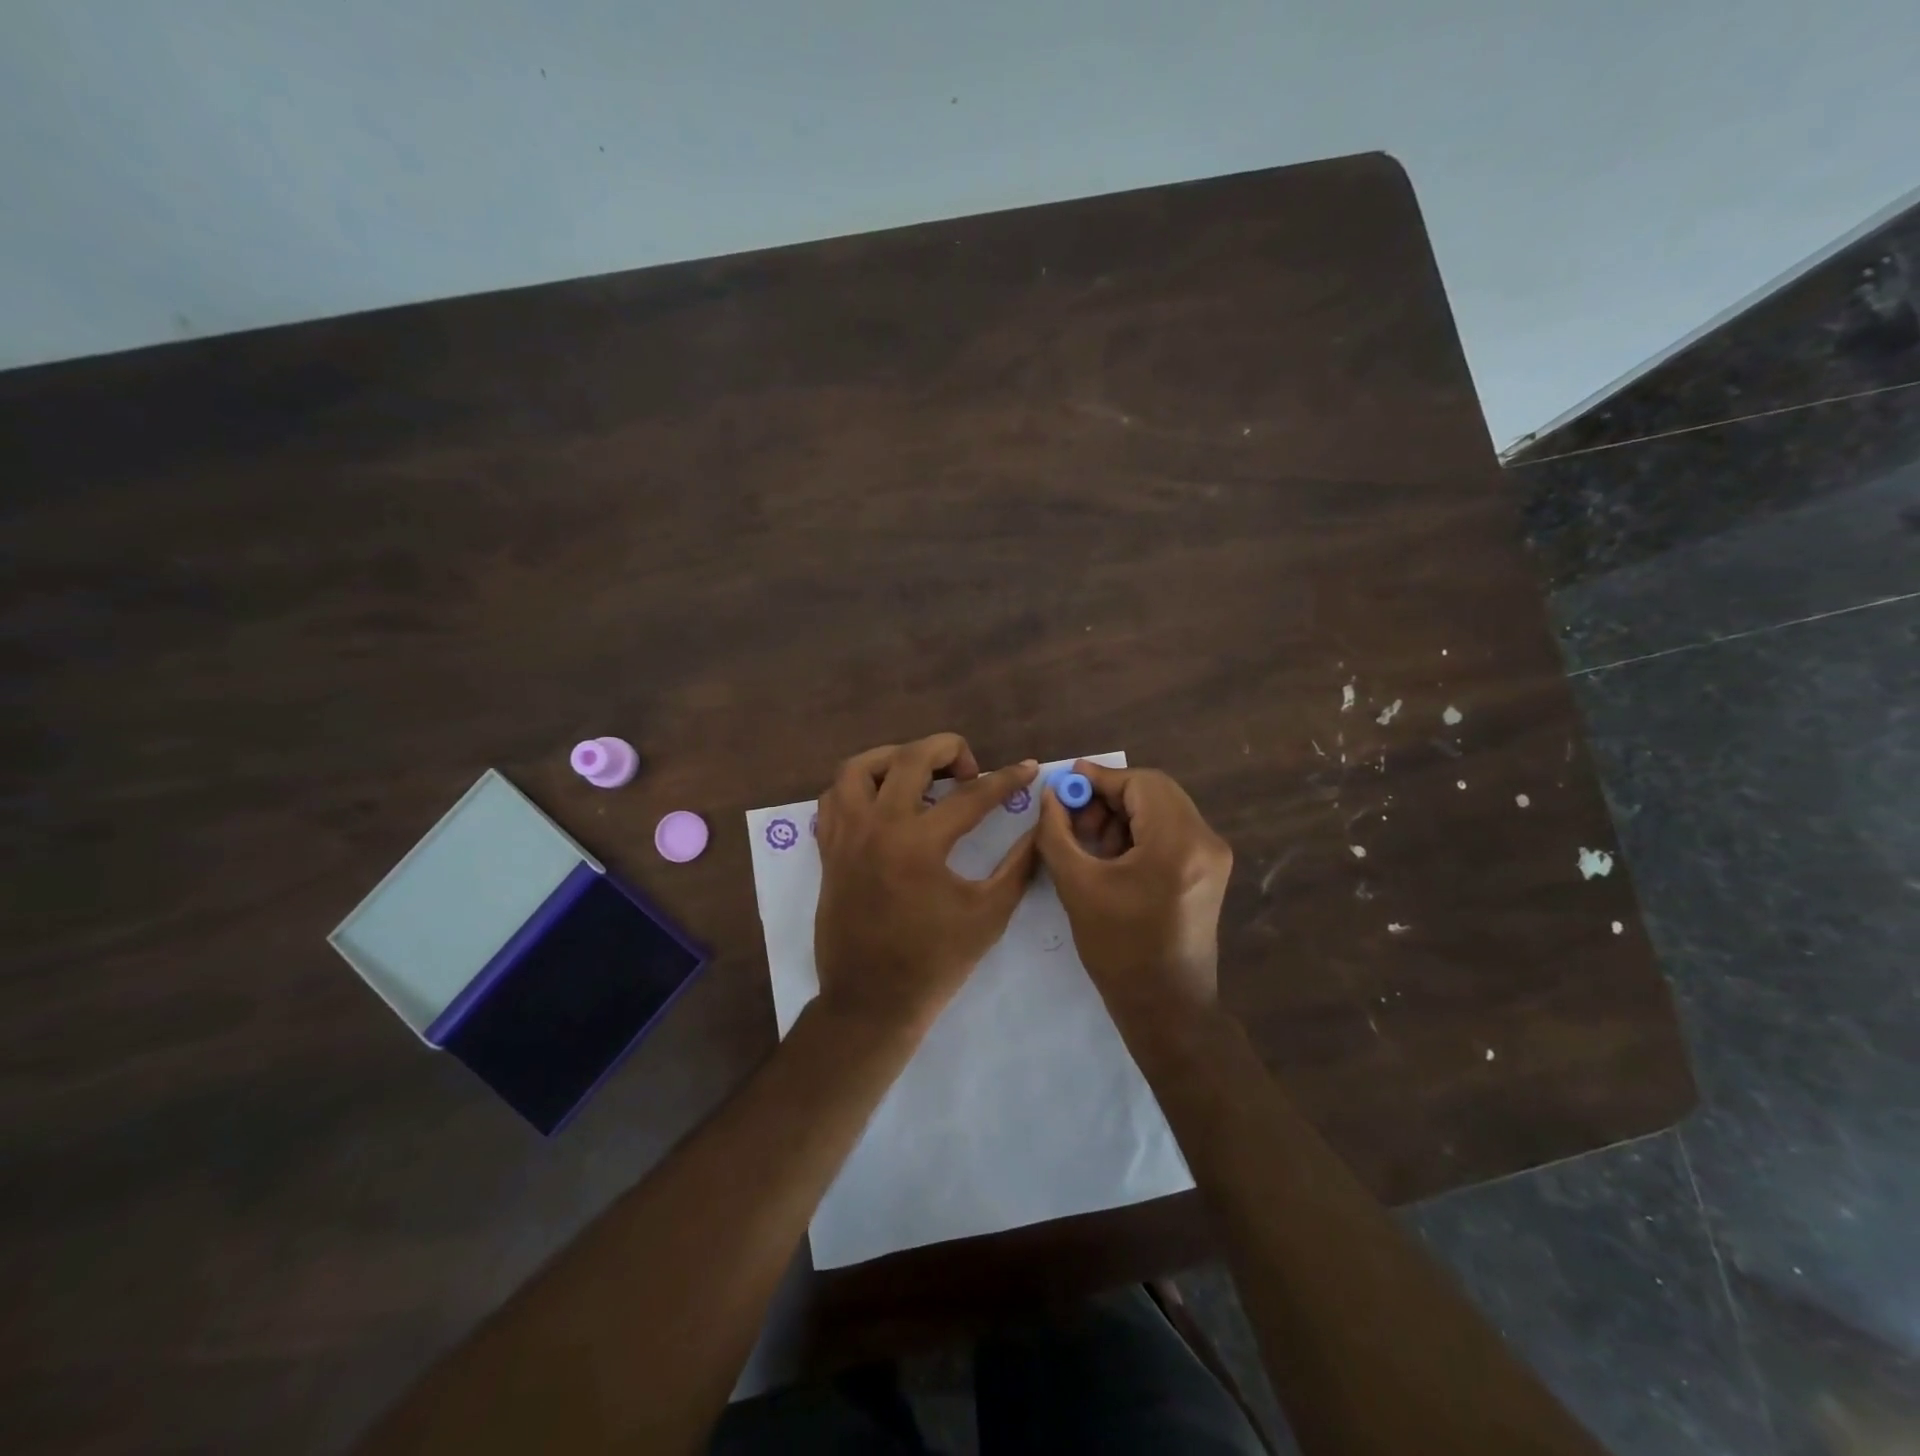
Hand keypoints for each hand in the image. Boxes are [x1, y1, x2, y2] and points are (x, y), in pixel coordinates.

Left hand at [814, 735, 1039, 1035]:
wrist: (871, 1002)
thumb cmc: (934, 962)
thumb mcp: (988, 914)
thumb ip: (1018, 865)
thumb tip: (1038, 828)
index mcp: (919, 844)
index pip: (972, 795)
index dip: (1007, 779)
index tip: (1029, 768)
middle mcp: (877, 827)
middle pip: (909, 757)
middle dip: (948, 749)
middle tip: (969, 771)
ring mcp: (846, 836)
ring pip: (858, 768)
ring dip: (893, 759)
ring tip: (919, 775)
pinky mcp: (828, 850)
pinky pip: (834, 797)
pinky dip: (858, 787)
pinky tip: (882, 802)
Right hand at [1036, 760, 1232, 1031]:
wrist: (1166, 1008)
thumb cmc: (1118, 949)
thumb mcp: (1077, 885)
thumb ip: (1057, 832)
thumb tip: (1052, 795)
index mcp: (1177, 842)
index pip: (1140, 783)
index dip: (1100, 778)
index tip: (1066, 784)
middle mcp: (1205, 840)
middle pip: (1155, 792)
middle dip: (1110, 797)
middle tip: (1075, 817)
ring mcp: (1213, 856)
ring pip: (1163, 809)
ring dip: (1124, 815)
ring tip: (1092, 843)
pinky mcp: (1210, 871)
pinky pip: (1172, 831)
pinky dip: (1140, 832)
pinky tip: (1114, 857)